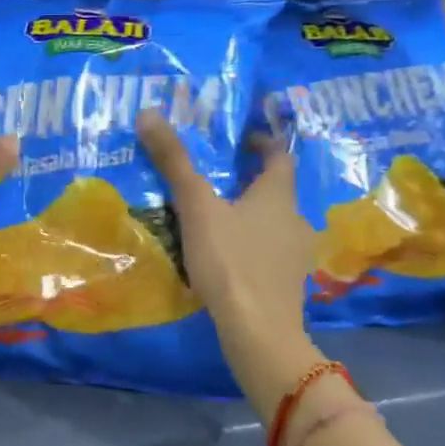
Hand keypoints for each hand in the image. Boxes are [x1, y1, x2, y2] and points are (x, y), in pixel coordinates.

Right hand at [137, 111, 312, 357]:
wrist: (258, 332)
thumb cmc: (230, 261)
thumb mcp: (196, 208)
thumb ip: (174, 162)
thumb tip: (149, 112)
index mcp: (278, 195)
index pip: (280, 157)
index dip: (263, 144)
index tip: (242, 140)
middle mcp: (295, 219)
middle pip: (276, 191)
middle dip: (250, 182)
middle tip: (217, 179)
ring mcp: (295, 255)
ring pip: (273, 224)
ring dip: (250, 216)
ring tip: (216, 219)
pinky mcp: (287, 285)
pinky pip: (269, 253)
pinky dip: (251, 247)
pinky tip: (227, 259)